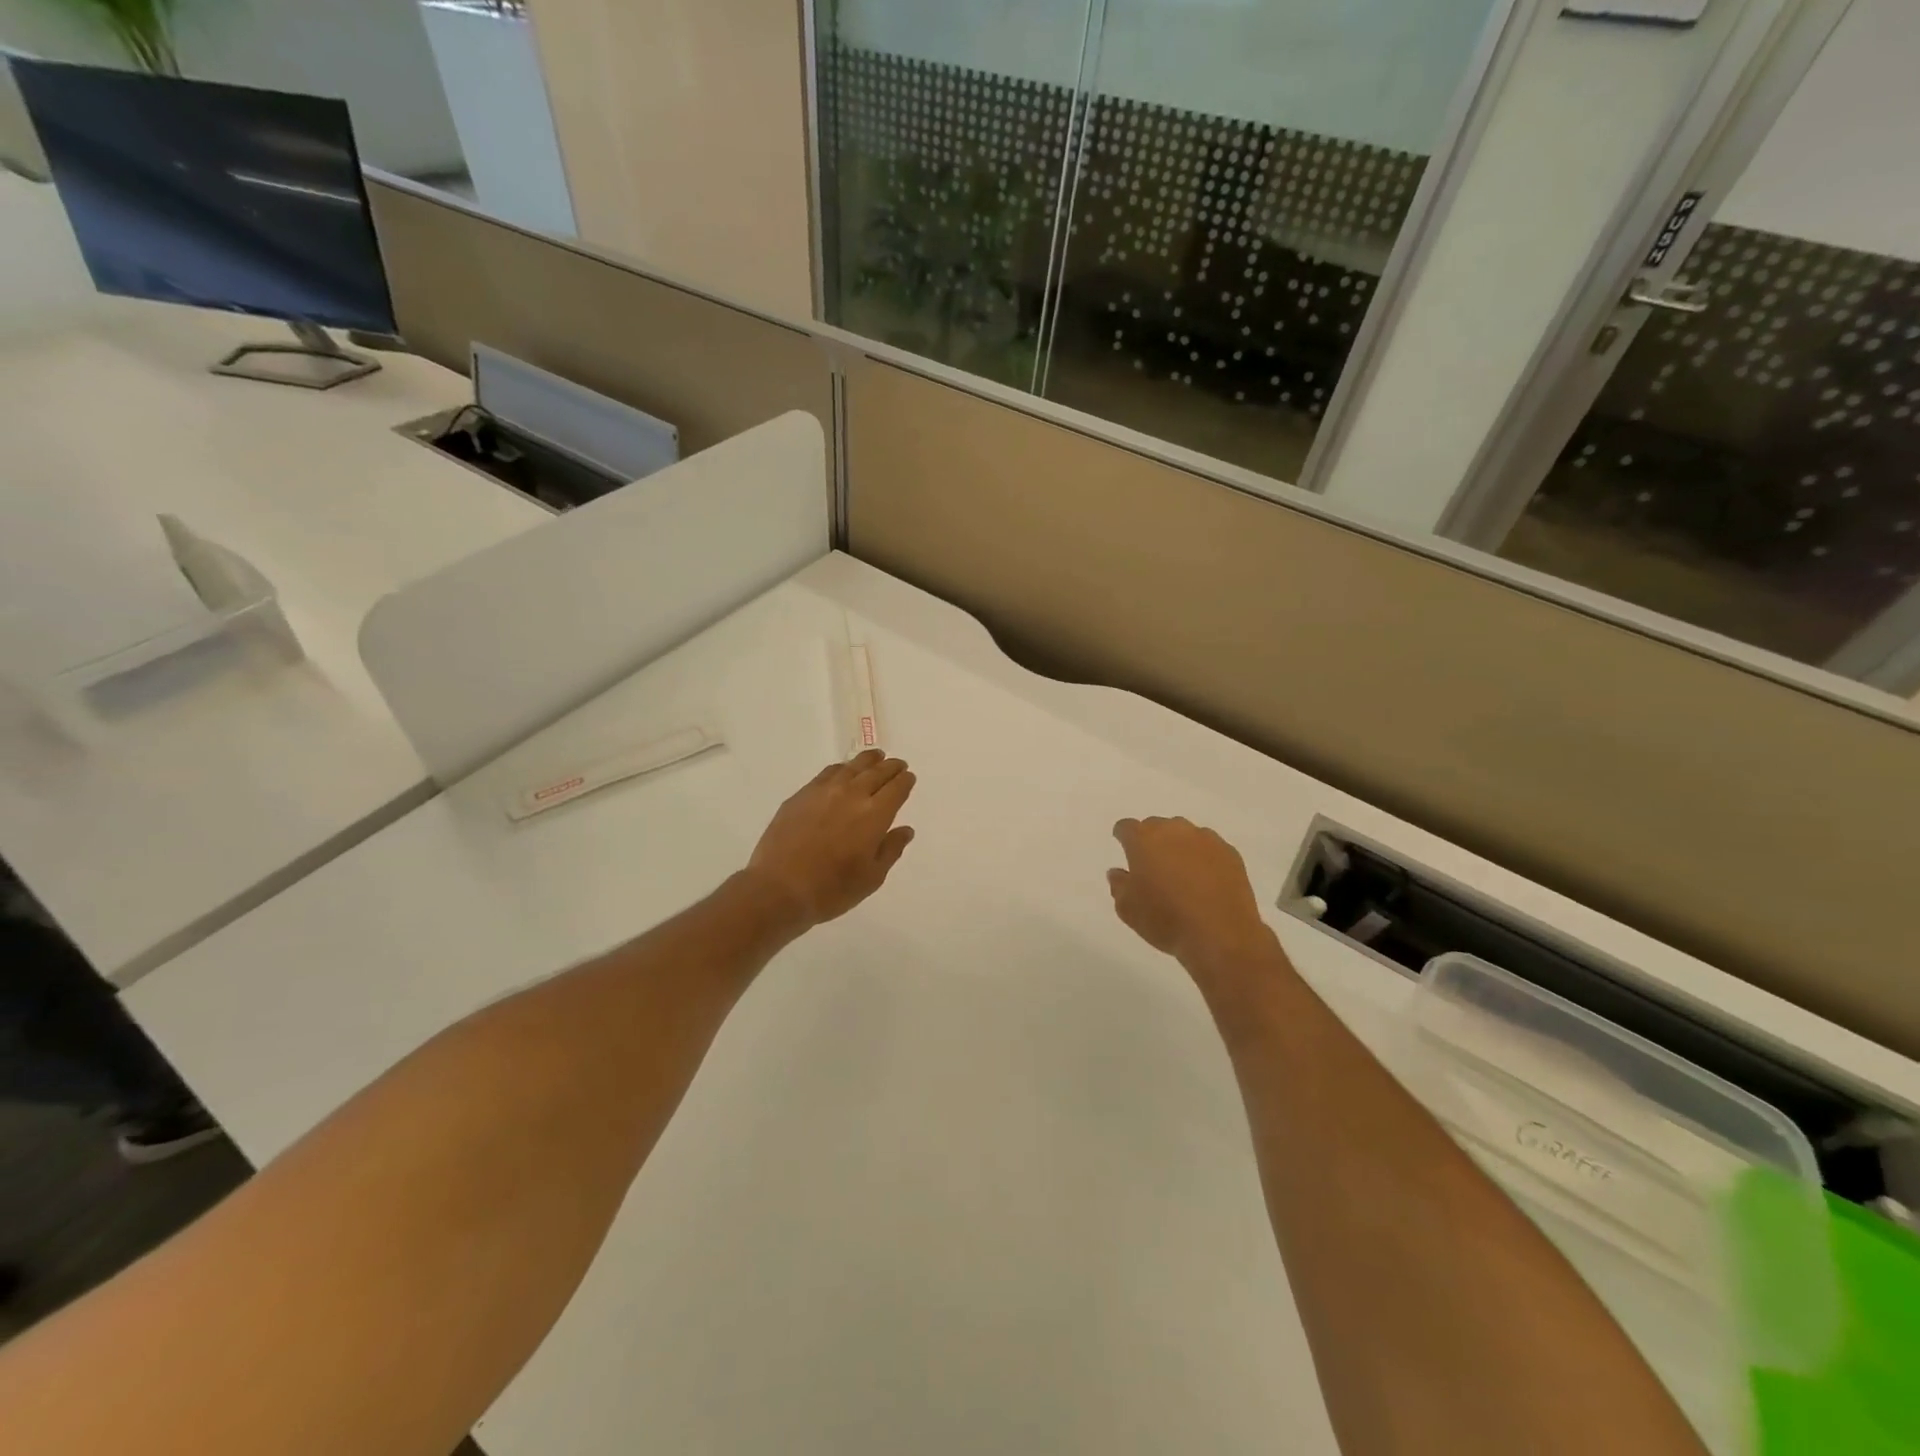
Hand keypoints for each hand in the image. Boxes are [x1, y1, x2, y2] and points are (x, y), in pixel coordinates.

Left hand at [745, 750, 916, 929]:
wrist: (779, 888)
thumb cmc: (831, 889)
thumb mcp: (871, 877)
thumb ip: (891, 849)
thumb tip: (905, 830)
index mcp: (875, 814)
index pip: (896, 788)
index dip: (905, 781)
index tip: (909, 778)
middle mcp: (852, 795)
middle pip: (877, 772)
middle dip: (890, 767)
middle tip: (898, 765)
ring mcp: (824, 791)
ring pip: (852, 767)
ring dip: (867, 761)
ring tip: (875, 758)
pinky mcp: (801, 795)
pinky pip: (828, 773)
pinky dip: (842, 768)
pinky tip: (843, 772)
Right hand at [1108, 817, 1274, 975]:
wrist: (1220, 935)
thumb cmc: (1165, 920)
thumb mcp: (1127, 909)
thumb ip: (1118, 885)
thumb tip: (1118, 872)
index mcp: (1144, 840)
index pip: (1126, 827)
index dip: (1123, 837)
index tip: (1124, 849)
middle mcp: (1174, 830)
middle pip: (1157, 826)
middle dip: (1151, 842)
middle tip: (1153, 867)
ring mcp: (1205, 839)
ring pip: (1185, 835)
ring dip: (1179, 847)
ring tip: (1181, 875)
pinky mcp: (1230, 853)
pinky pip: (1209, 848)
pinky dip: (1203, 859)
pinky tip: (1205, 882)